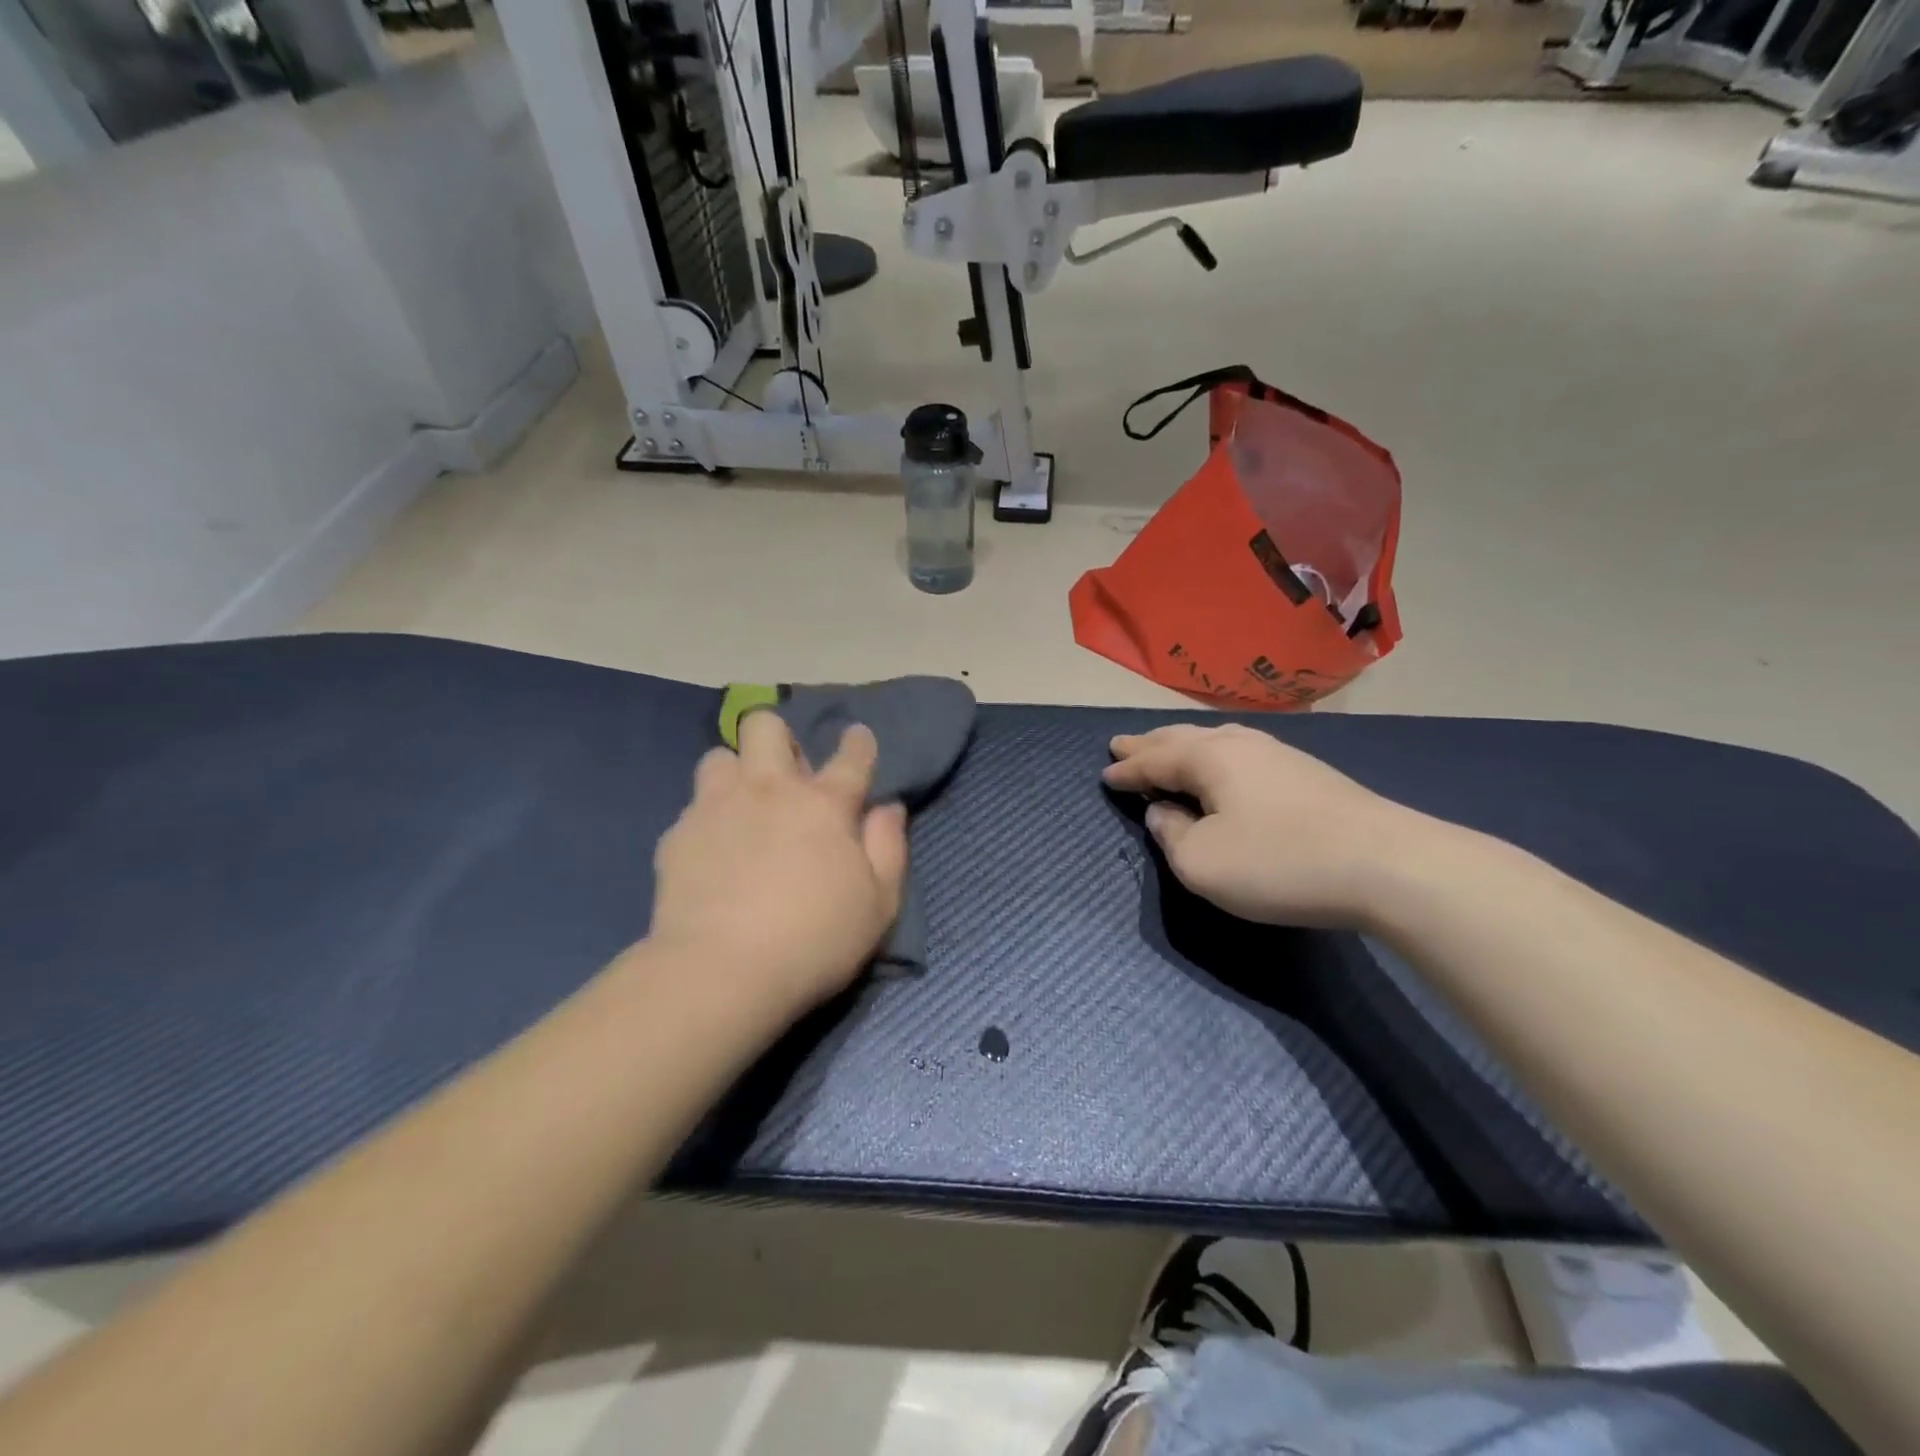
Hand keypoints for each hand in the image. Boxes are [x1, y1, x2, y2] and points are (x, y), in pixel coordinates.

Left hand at [649, 712, 908, 1012]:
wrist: (720, 972)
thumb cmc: (815, 941)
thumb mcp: (879, 905)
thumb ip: (889, 848)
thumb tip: (889, 808)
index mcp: (824, 804)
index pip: (851, 756)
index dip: (858, 742)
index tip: (857, 738)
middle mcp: (770, 790)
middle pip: (765, 727)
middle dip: (778, 738)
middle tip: (786, 776)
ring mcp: (718, 807)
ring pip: (720, 756)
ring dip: (735, 772)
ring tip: (742, 805)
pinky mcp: (679, 835)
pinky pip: (693, 806)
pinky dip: (707, 819)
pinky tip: (712, 851)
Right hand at [1104, 723, 1424, 928]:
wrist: (1387, 865)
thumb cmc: (1279, 862)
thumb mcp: (1203, 863)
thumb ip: (1172, 836)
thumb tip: (1165, 813)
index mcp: (1210, 758)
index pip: (1155, 759)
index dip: (1127, 769)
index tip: (1104, 772)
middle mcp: (1242, 745)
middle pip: (1183, 738)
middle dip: (1149, 744)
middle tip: (1121, 744)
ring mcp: (1280, 755)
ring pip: (1217, 741)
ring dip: (1184, 746)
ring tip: (1167, 748)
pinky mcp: (1308, 775)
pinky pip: (1242, 755)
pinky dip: (1215, 758)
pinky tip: (1225, 765)